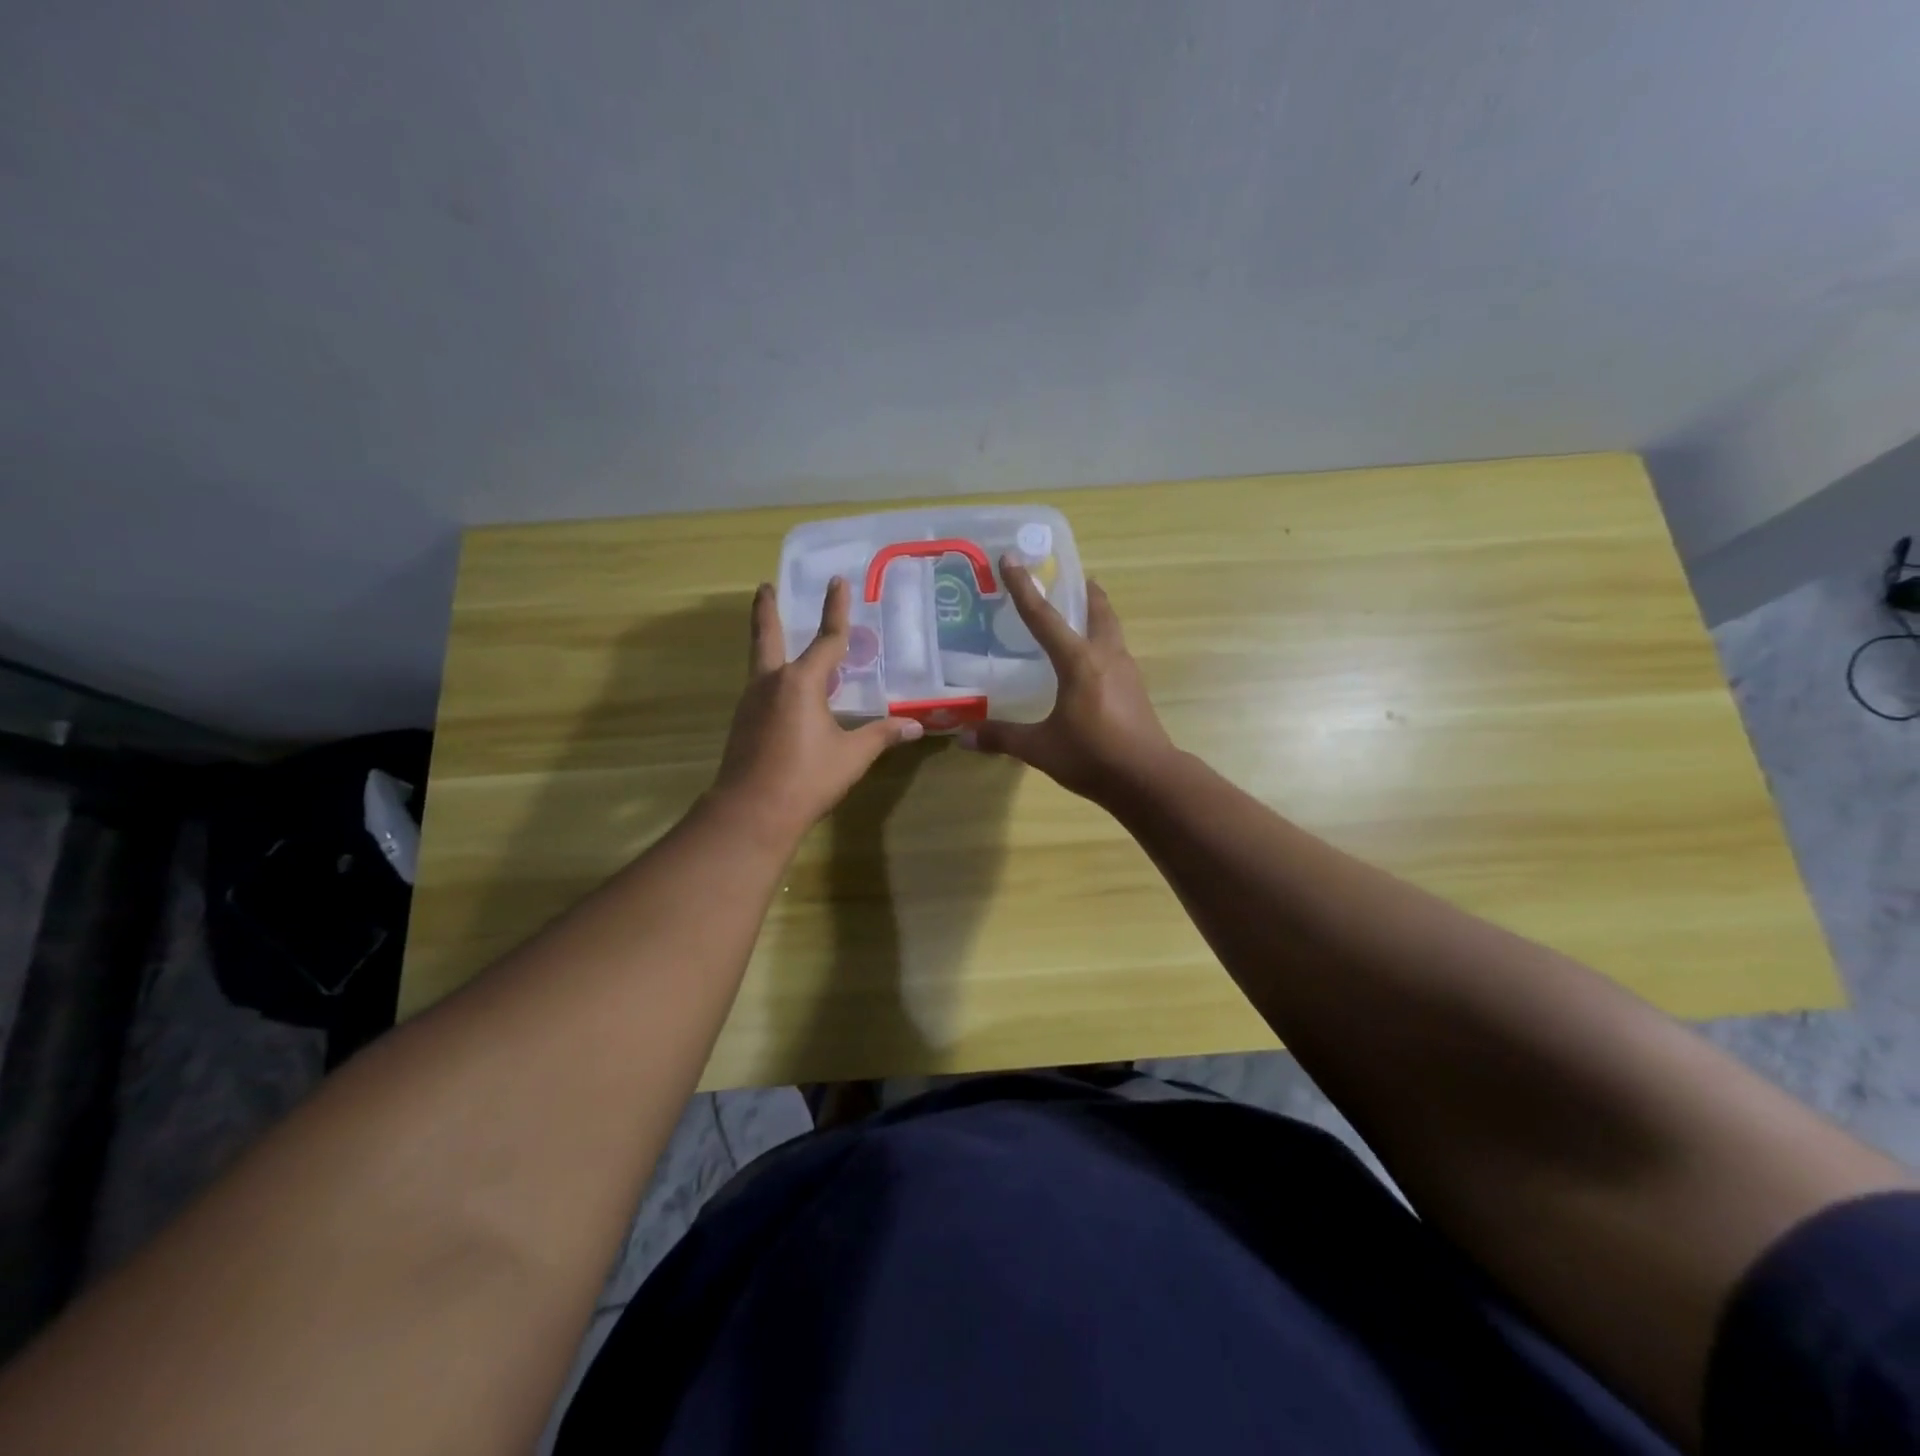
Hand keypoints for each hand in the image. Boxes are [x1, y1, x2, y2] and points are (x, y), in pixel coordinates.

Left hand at [712, 578, 922, 840]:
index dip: (835, 609)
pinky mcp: (743, 723)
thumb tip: (917, 726)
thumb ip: (882, 735)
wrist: (751, 812)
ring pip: (760, 661)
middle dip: (767, 609)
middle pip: (767, 635)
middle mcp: (771, 682)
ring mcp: (751, 702)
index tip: (837, 580)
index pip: (826, 638)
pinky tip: (782, 690)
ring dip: (767, 642)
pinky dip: (771, 676)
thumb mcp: (853, 756)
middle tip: (765, 586)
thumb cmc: (807, 778)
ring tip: (778, 635)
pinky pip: (760, 687)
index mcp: (801, 682)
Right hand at [960, 560, 1174, 802]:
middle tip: (1073, 576)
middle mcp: (1105, 656)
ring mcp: (1126, 672)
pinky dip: (1103, 643)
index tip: (1011, 559)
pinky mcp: (1136, 689)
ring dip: (1098, 615)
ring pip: (1111, 631)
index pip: (1044, 618)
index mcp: (1078, 662)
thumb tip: (963, 737)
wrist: (1148, 779)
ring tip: (1082, 613)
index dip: (1024, 588)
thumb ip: (1002, 737)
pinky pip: (1116, 653)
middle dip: (1084, 591)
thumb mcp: (1040, 748)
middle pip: (1098, 611)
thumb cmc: (1092, 756)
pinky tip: (1092, 662)